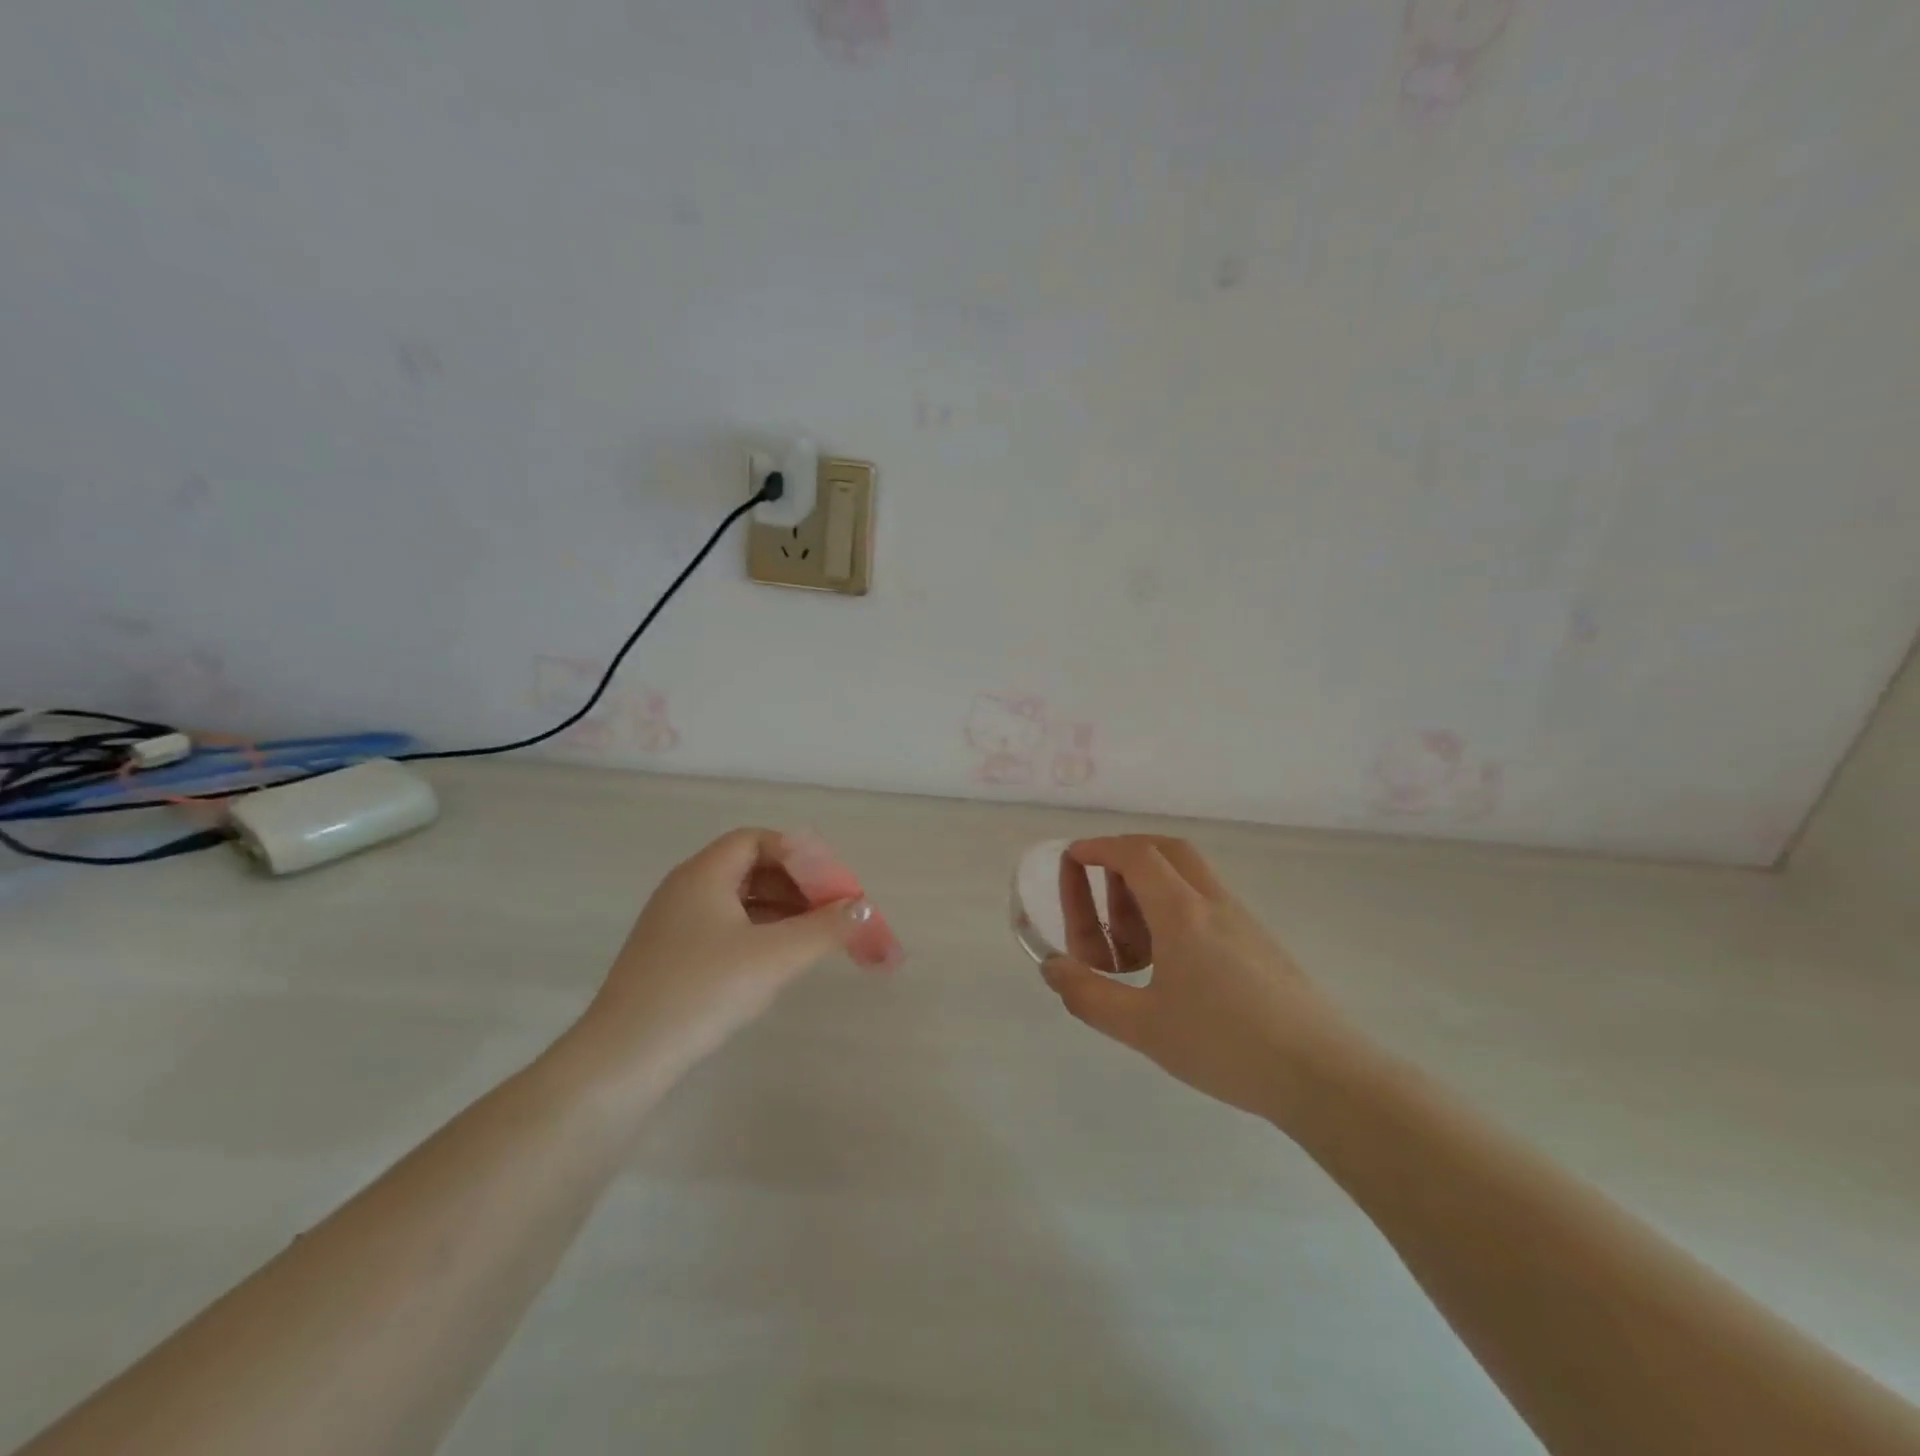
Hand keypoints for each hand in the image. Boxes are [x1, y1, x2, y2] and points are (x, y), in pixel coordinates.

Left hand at [569, 828, 872, 1091]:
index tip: (831, 883)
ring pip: (739, 902)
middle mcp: (685, 890)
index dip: (799, 855)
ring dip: (781, 912)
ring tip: (816, 938)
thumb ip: (825, 928)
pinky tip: (777, 963)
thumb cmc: (701, 992)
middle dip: (796, 885)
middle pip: (751, 868)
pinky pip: (725, 929)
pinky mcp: (671, 959)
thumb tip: (864, 907)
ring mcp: (674, 926)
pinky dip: (758, 935)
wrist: (622, 1061)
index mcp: (703, 874)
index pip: (757, 840)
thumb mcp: (774, 956)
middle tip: (832, 912)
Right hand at [1041, 835, 1357, 1122]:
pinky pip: (1207, 902)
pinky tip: (1169, 961)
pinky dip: (1176, 908)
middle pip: (1167, 850)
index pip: (1135, 855)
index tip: (1072, 858)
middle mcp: (1213, 903)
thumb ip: (1089, 995)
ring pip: (1189, 876)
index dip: (1099, 849)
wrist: (1321, 1074)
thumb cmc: (1224, 1045)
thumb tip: (1051, 967)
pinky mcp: (1260, 943)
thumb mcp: (1143, 1028)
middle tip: (1099, 887)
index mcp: (1182, 912)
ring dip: (1151, 886)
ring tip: (1129, 940)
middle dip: (1126, 854)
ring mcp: (1242, 920)